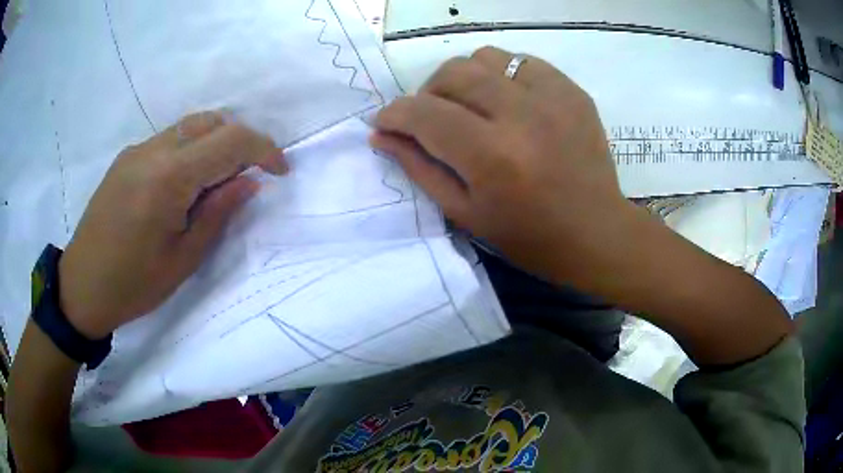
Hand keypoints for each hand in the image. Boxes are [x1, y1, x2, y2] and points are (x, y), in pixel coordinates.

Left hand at [59, 111, 287, 338]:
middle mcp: (153, 150)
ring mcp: (136, 150)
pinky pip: (169, 140)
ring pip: (189, 127)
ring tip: (215, 184)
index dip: (265, 150)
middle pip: (212, 121)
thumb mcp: (183, 259)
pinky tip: (182, 187)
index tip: (280, 171)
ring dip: (214, 144)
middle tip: (246, 179)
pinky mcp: (126, 158)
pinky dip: (190, 151)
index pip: (231, 140)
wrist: (82, 286)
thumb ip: (218, 212)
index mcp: (169, 177)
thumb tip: (249, 182)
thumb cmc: (134, 284)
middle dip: (240, 142)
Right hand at [371, 46, 636, 287]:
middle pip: (453, 73)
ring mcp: (552, 97)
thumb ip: (419, 167)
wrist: (597, 233)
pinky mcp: (572, 91)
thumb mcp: (465, 213)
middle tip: (432, 118)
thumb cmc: (529, 237)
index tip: (386, 122)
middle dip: (428, 93)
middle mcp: (522, 114)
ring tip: (471, 106)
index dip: (395, 114)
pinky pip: (521, 61)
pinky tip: (507, 101)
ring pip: (486, 57)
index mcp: (492, 156)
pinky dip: (502, 76)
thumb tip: (381, 135)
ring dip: (465, 79)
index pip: (424, 113)